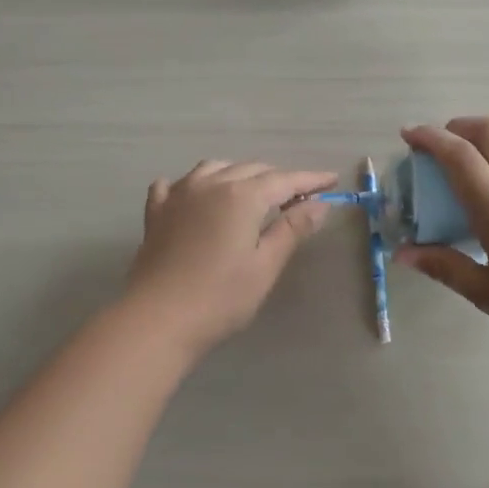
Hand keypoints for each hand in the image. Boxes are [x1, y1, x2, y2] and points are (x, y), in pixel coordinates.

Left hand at [123, 161, 339, 356]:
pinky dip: (192, 184)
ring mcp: (179, 195)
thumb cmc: (220, 298)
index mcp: (242, 196)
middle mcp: (210, 184)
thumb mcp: (265, 266)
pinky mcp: (156, 212)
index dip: (310, 180)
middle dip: (278, 178)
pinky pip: (175, 184)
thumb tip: (320, 204)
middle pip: (251, 169)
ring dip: (239, 174)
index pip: (284, 180)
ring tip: (252, 192)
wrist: (157, 319)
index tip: (332, 180)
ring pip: (214, 168)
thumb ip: (292, 229)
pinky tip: (194, 195)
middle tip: (299, 197)